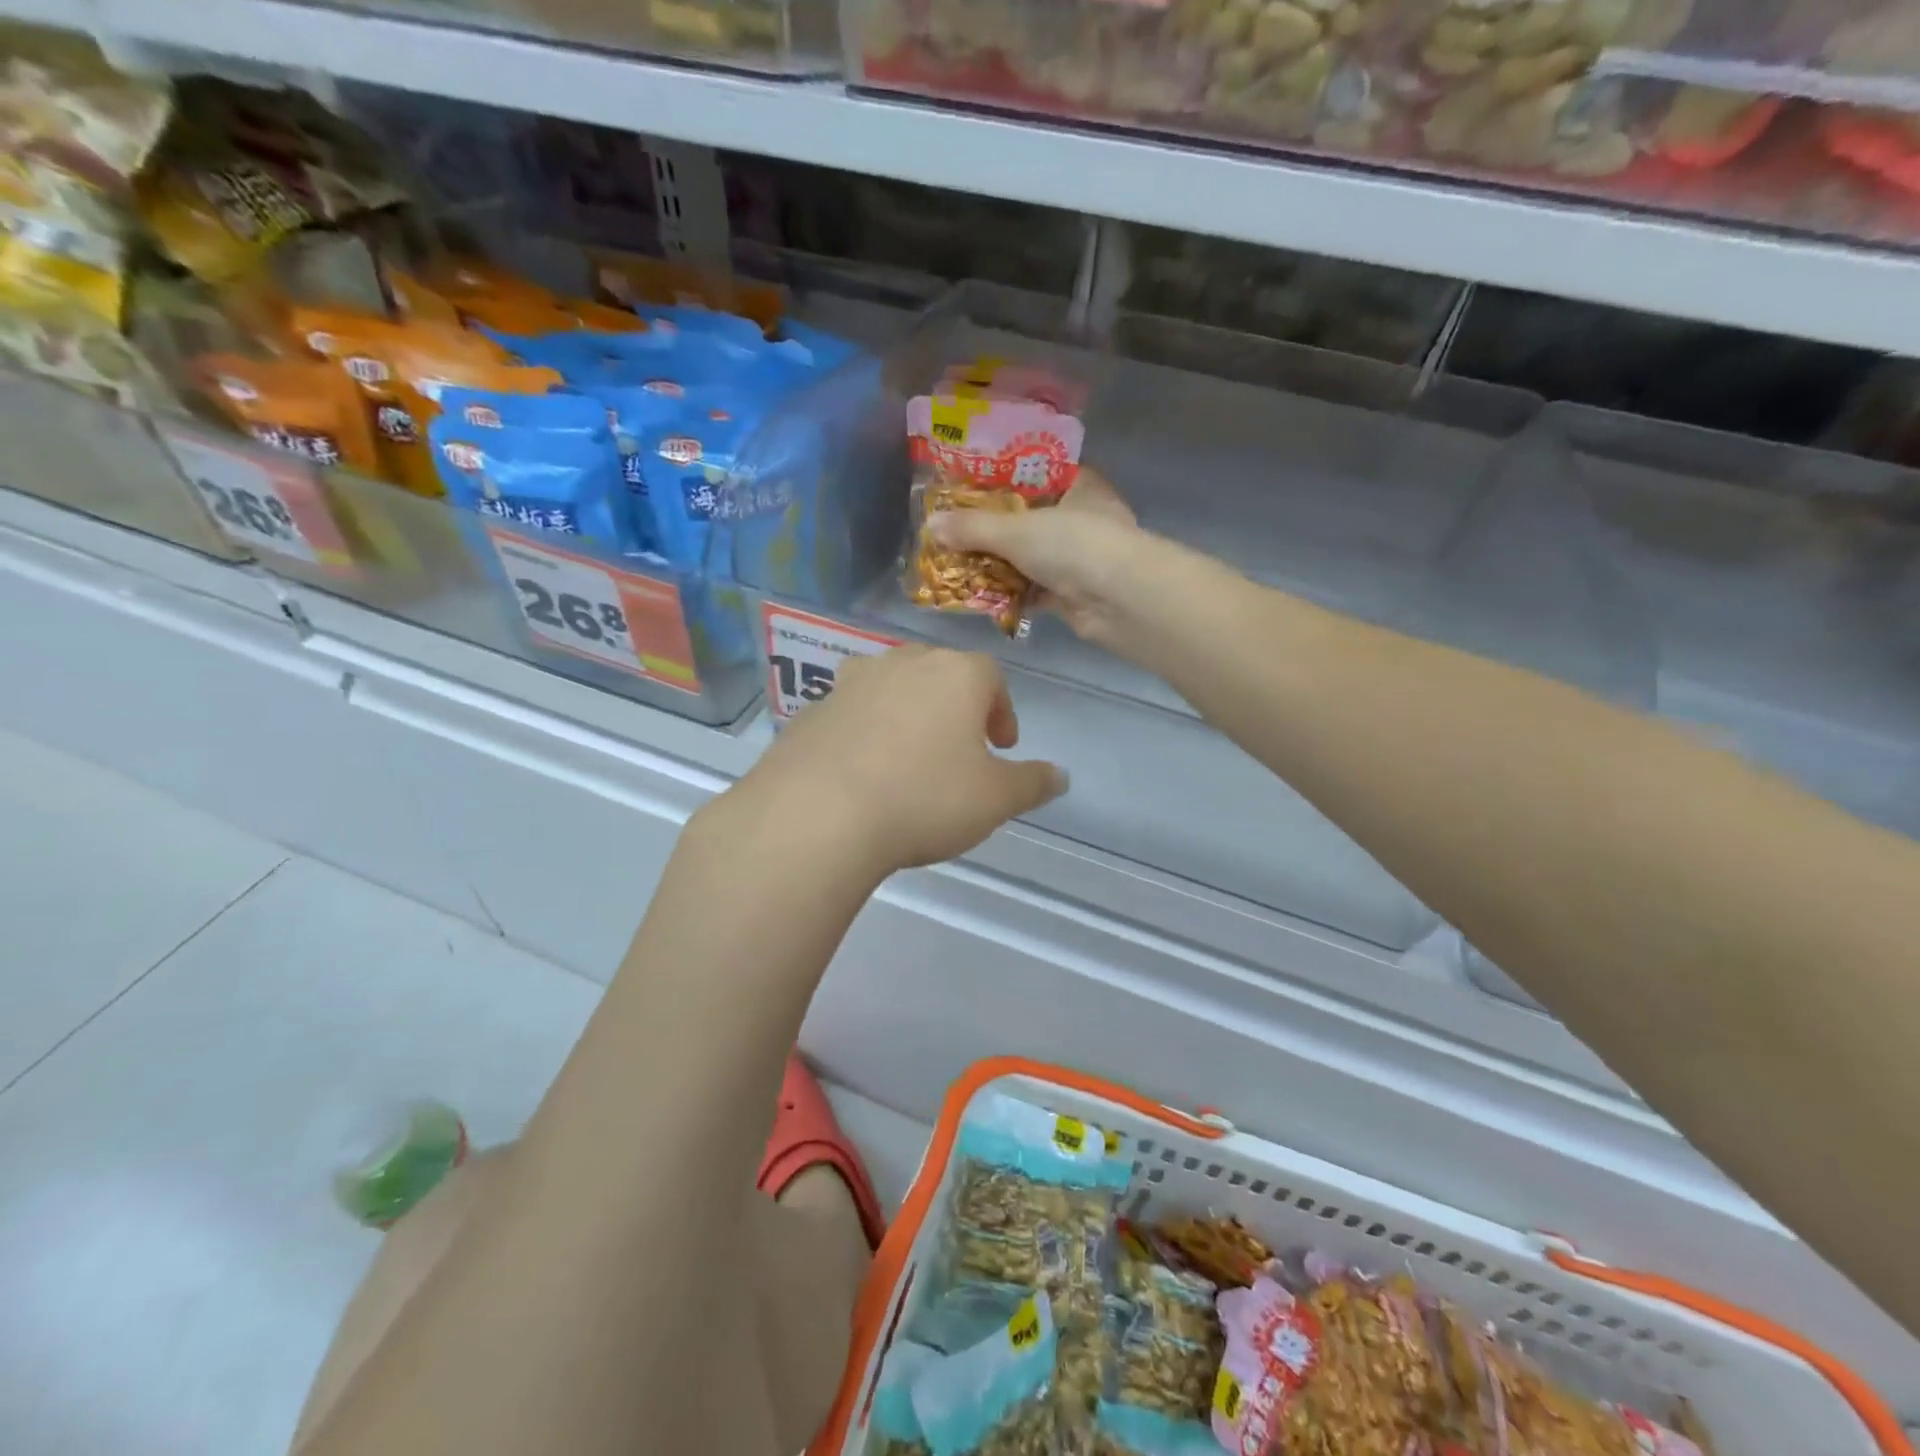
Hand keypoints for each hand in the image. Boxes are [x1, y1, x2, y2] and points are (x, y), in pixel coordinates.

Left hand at [730, 646, 1066, 876]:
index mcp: (955, 674)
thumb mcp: (995, 800)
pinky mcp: (812, 710)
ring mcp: (851, 683)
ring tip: (909, 758)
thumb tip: (1060, 776)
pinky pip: (851, 714)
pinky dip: (865, 733)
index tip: (1001, 747)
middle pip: (939, 674)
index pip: (991, 676)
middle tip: (960, 749)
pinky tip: (863, 775)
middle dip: (956, 707)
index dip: (1002, 710)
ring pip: (891, 688)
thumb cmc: (924, 799)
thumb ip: (1032, 784)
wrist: (818, 814)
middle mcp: (902, 664)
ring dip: (907, 714)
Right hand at [929, 469, 1143, 642]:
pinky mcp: (1075, 593)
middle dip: (993, 529)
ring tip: (957, 562)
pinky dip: (1011, 592)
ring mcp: (1080, 558)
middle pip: (1029, 519)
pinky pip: (1034, 589)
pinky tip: (980, 594)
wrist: (1120, 601)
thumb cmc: (1074, 545)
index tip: (968, 487)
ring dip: (999, 563)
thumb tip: (931, 525)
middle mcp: (1082, 518)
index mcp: (1079, 486)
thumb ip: (973, 528)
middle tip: (954, 530)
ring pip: (1030, 556)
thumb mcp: (1016, 530)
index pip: (1037, 474)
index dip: (1002, 480)